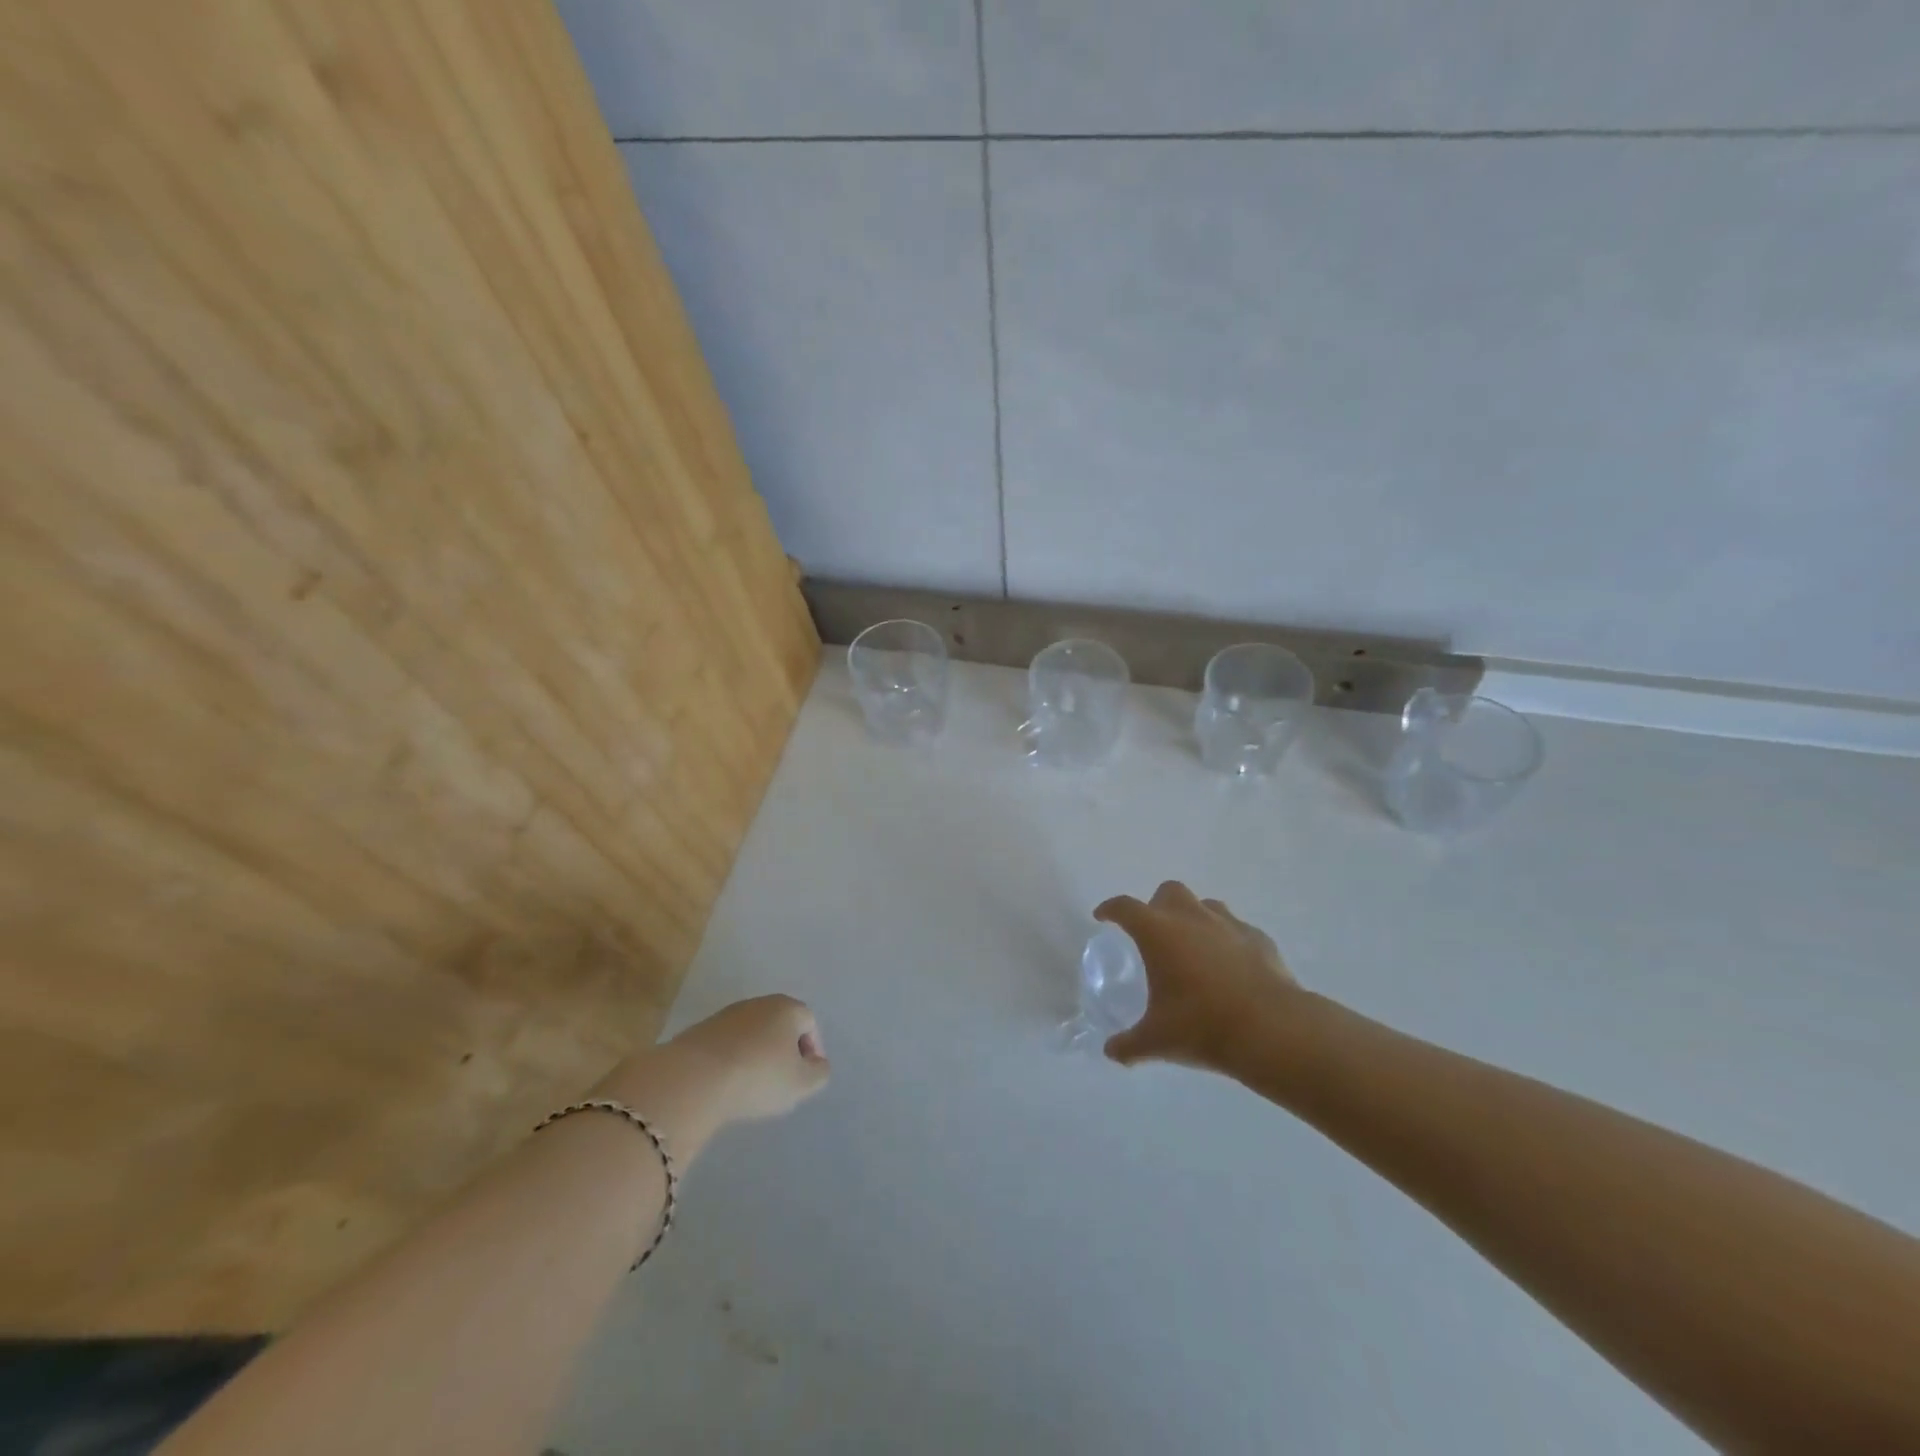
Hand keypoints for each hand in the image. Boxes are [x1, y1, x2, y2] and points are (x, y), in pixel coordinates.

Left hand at [665, 995, 830, 1123]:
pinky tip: (727, 1082)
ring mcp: (727, 1014)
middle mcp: (759, 1003)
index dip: (812, 1049)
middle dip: (784, 1049)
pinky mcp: (700, 1030)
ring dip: (757, 1053)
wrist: (694, 1078)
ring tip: (752, 1084)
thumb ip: (819, 1073)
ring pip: (752, 1032)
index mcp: (788, 1008)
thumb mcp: (802, 1084)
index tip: (805, 1075)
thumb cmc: (758, 1077)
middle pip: (780, 1023)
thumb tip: (817, 1063)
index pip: (809, 1022)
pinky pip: (727, 1043)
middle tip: (781, 1080)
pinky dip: (732, 1058)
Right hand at [1096, 881, 1301, 1072]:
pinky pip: (1236, 929)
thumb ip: (1129, 1044)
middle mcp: (1191, 918)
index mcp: (1158, 932)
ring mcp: (1228, 924)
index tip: (1103, 916)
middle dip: (1157, 906)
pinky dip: (1227, 940)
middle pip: (1168, 892)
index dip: (1110, 909)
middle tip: (1154, 933)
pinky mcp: (1259, 938)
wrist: (1273, 1030)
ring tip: (1193, 947)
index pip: (1125, 908)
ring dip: (1194, 918)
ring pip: (1205, 905)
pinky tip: (1229, 966)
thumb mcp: (1157, 1041)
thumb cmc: (1203, 1026)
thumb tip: (1111, 1053)